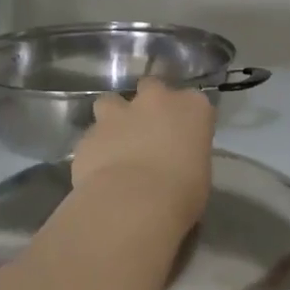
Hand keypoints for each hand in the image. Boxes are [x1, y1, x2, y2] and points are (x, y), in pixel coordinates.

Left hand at [71, 78, 213, 226]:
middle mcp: (156, 100)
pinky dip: (97, 147)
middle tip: (150, 129)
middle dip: (149, 103)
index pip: (195, 101)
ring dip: (114, 117)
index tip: (185, 135)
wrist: (133, 203)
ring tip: (117, 142)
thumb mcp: (200, 172)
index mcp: (192, 107)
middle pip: (152, 87)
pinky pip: (93, 135)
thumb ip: (187, 154)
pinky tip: (99, 168)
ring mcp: (118, 113)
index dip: (187, 117)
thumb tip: (176, 160)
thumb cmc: (182, 191)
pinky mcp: (89, 133)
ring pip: (111, 102)